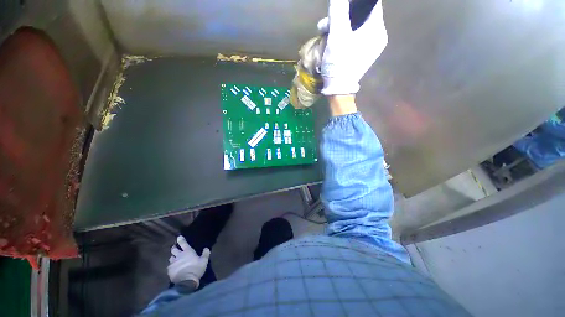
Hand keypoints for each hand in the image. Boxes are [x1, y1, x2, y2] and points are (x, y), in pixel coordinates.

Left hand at [167, 236, 209, 286]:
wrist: (186, 281)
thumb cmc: (196, 268)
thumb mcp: (204, 261)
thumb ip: (205, 254)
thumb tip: (206, 248)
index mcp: (187, 251)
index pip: (183, 243)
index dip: (181, 240)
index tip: (178, 237)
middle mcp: (179, 256)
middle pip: (174, 250)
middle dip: (174, 248)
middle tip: (175, 248)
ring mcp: (173, 263)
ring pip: (171, 258)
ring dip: (173, 258)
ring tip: (174, 259)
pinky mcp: (169, 271)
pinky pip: (169, 267)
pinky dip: (171, 266)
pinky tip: (173, 269)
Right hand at [318, 0, 387, 94]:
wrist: (338, 90)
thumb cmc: (339, 63)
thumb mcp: (337, 35)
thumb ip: (338, 11)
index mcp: (376, 29)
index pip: (370, 4)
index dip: (354, 2)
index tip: (340, 5)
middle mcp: (376, 37)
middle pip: (359, 16)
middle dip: (341, 16)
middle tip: (326, 23)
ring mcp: (368, 47)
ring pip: (354, 28)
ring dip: (338, 27)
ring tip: (323, 33)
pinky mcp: (360, 55)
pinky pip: (352, 39)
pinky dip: (341, 38)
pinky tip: (330, 42)